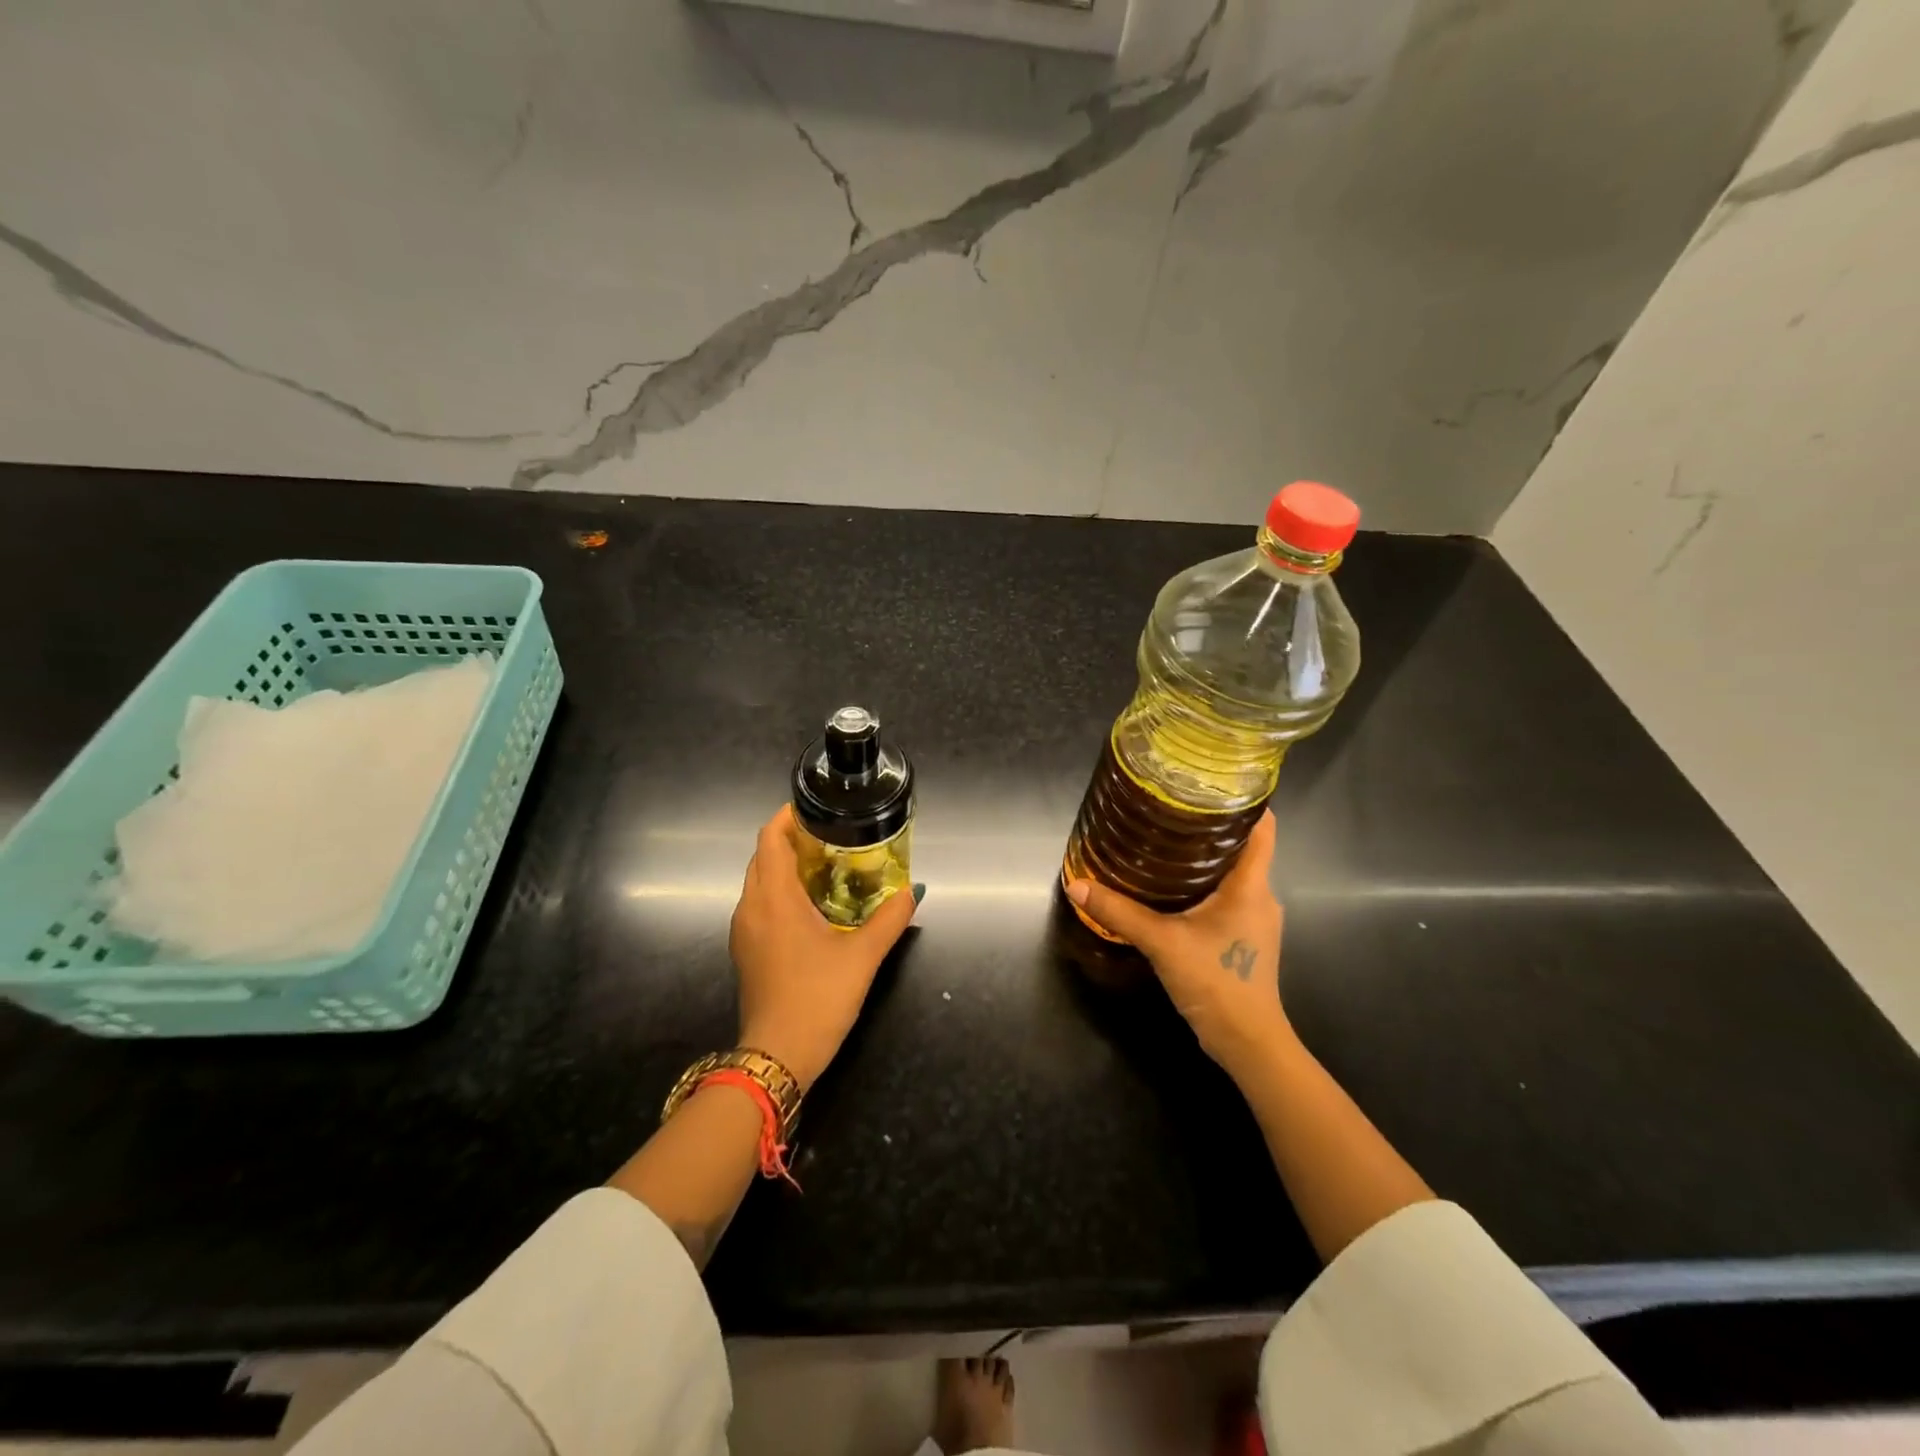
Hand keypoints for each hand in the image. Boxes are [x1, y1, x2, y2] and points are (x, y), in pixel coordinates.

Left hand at [729, 805, 919, 1091]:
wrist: (777, 1056)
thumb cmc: (817, 998)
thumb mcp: (863, 957)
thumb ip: (889, 919)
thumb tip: (913, 891)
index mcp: (774, 899)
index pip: (769, 839)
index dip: (788, 817)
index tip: (817, 809)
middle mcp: (751, 907)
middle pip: (763, 856)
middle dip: (791, 840)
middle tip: (831, 836)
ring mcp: (744, 930)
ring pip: (759, 881)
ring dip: (785, 866)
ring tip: (826, 865)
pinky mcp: (746, 950)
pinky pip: (759, 904)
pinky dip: (780, 891)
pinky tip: (811, 905)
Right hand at [1066, 811, 1292, 1080]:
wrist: (1248, 1042)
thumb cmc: (1216, 981)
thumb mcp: (1162, 942)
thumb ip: (1120, 912)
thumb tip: (1076, 884)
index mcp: (1251, 886)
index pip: (1263, 828)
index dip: (1244, 801)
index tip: (1210, 783)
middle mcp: (1260, 896)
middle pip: (1243, 847)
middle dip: (1210, 826)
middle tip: (1169, 809)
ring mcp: (1255, 919)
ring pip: (1233, 873)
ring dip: (1204, 857)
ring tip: (1164, 841)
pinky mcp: (1244, 938)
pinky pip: (1226, 896)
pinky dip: (1203, 884)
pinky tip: (1171, 887)